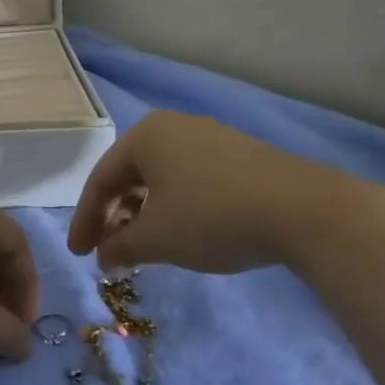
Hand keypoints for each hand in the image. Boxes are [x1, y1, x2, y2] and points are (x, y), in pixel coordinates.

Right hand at [67, 110, 375, 274]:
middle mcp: (173, 127)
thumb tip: (104, 257)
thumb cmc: (212, 216)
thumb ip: (120, 247)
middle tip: (108, 251)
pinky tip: (183, 231)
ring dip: (144, 213)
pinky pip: (190, 179)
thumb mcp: (156, 238)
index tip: (78, 254)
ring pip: (161, 177)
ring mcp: (211, 138)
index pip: (100, 180)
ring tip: (144, 246)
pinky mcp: (241, 155)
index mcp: (144, 135)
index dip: (85, 220)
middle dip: (114, 216)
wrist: (306, 210)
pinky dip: (175, 206)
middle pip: (129, 175)